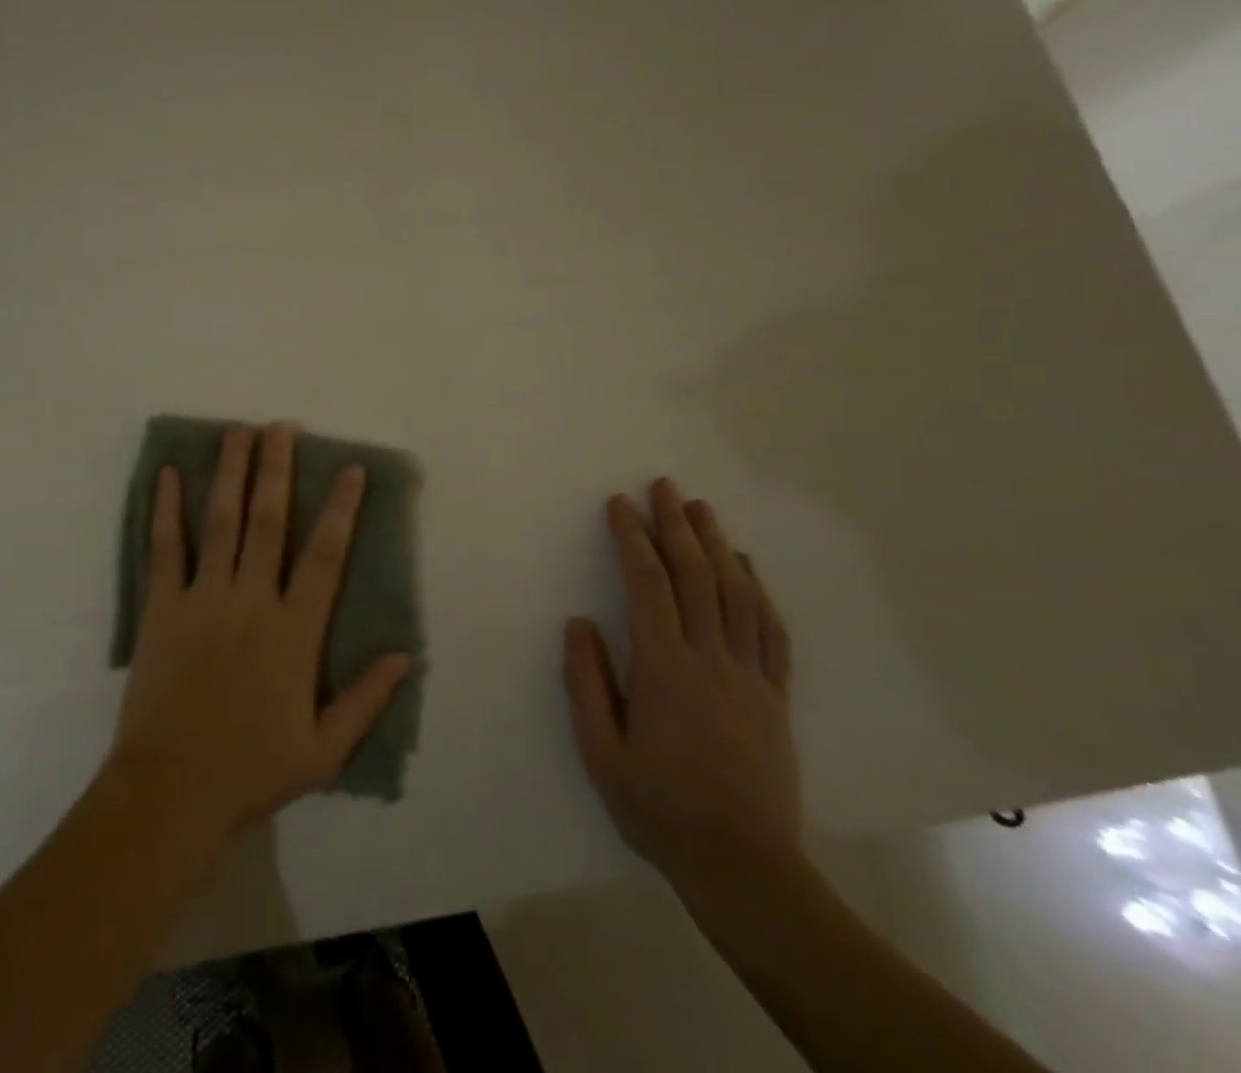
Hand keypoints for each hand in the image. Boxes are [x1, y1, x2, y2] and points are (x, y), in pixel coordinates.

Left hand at [111, 423, 412, 846]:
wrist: (171, 790)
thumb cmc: (251, 769)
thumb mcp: (325, 749)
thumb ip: (366, 699)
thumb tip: (405, 655)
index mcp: (294, 631)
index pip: (326, 555)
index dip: (341, 508)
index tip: (349, 468)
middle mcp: (252, 600)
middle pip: (269, 520)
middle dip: (277, 468)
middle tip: (281, 426)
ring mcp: (203, 598)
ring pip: (221, 521)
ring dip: (230, 472)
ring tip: (237, 431)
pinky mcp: (162, 607)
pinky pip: (165, 548)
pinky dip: (166, 508)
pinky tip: (169, 474)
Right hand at [563, 478, 801, 901]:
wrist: (744, 867)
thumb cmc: (659, 807)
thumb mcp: (600, 752)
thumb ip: (586, 682)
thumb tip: (579, 623)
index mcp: (665, 668)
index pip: (648, 584)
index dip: (632, 538)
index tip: (619, 505)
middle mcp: (711, 659)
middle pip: (696, 576)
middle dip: (677, 526)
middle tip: (665, 486)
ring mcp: (750, 676)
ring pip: (737, 594)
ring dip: (718, 546)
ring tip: (702, 511)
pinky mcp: (775, 697)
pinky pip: (770, 631)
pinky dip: (758, 591)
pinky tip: (747, 568)